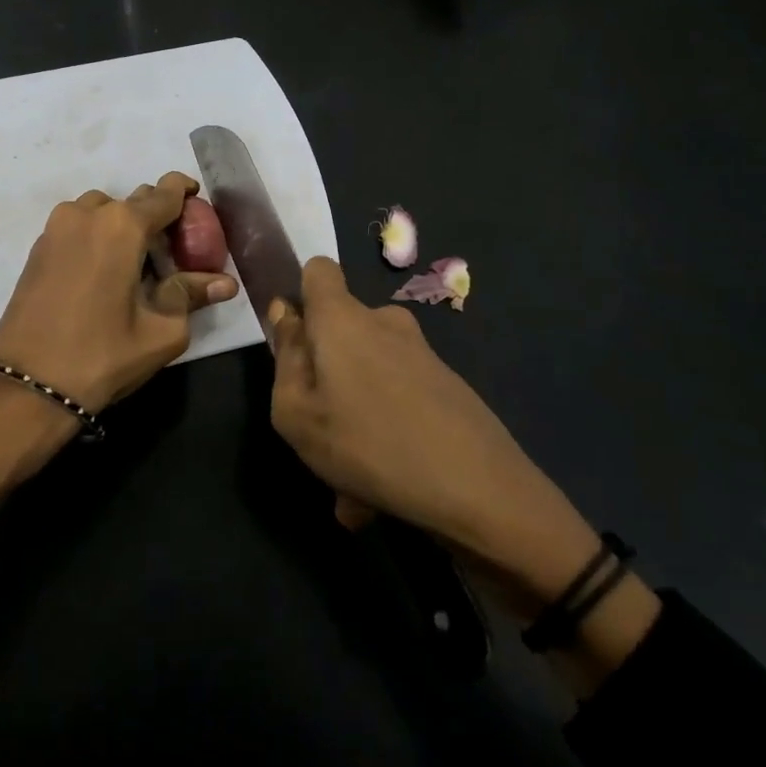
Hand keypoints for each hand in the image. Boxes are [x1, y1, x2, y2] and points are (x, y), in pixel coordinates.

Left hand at [0, 173, 235, 573]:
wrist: (24, 387)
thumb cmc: (101, 356)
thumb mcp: (161, 331)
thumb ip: (192, 295)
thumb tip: (226, 282)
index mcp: (122, 225)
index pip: (163, 193)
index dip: (185, 192)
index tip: (198, 199)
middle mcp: (87, 214)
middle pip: (133, 201)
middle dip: (156, 217)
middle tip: (174, 250)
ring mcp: (55, 229)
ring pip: (101, 212)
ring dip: (123, 227)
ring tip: (137, 264)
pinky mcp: (37, 249)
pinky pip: (78, 228)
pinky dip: (98, 238)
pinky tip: (107, 274)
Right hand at [270, 258, 661, 692]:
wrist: (478, 490)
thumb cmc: (367, 444)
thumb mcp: (296, 411)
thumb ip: (286, 355)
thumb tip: (286, 311)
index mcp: (343, 319)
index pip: (319, 270)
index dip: (300, 296)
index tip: (295, 341)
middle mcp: (385, 323)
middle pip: (340, 333)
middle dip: (324, 378)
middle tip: (319, 435)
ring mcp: (421, 354)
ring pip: (367, 379)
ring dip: (353, 420)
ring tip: (351, 486)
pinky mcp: (447, 386)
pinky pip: (398, 403)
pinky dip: (384, 436)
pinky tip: (381, 496)